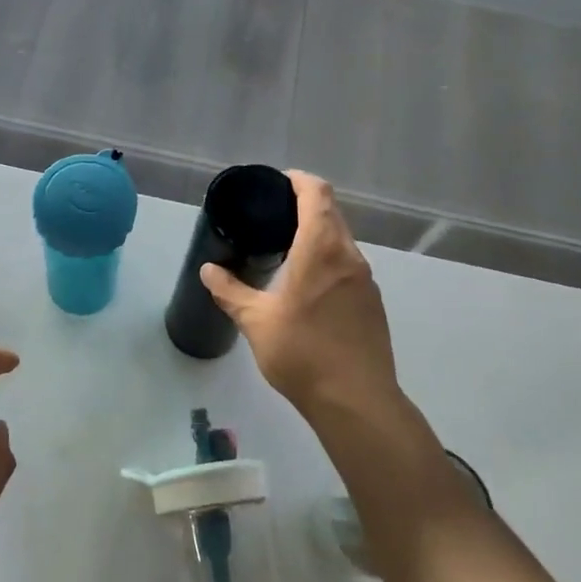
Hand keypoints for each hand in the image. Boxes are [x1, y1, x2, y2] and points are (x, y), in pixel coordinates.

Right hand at [201, 172, 397, 411]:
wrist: (356, 401)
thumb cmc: (303, 354)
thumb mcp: (256, 322)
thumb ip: (230, 291)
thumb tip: (208, 270)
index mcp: (321, 250)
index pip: (317, 194)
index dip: (298, 180)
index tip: (277, 183)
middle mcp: (349, 256)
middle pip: (332, 213)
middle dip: (305, 204)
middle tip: (272, 214)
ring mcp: (365, 280)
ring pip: (342, 240)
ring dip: (318, 233)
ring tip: (286, 247)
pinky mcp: (372, 302)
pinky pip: (348, 264)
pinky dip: (328, 258)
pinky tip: (307, 284)